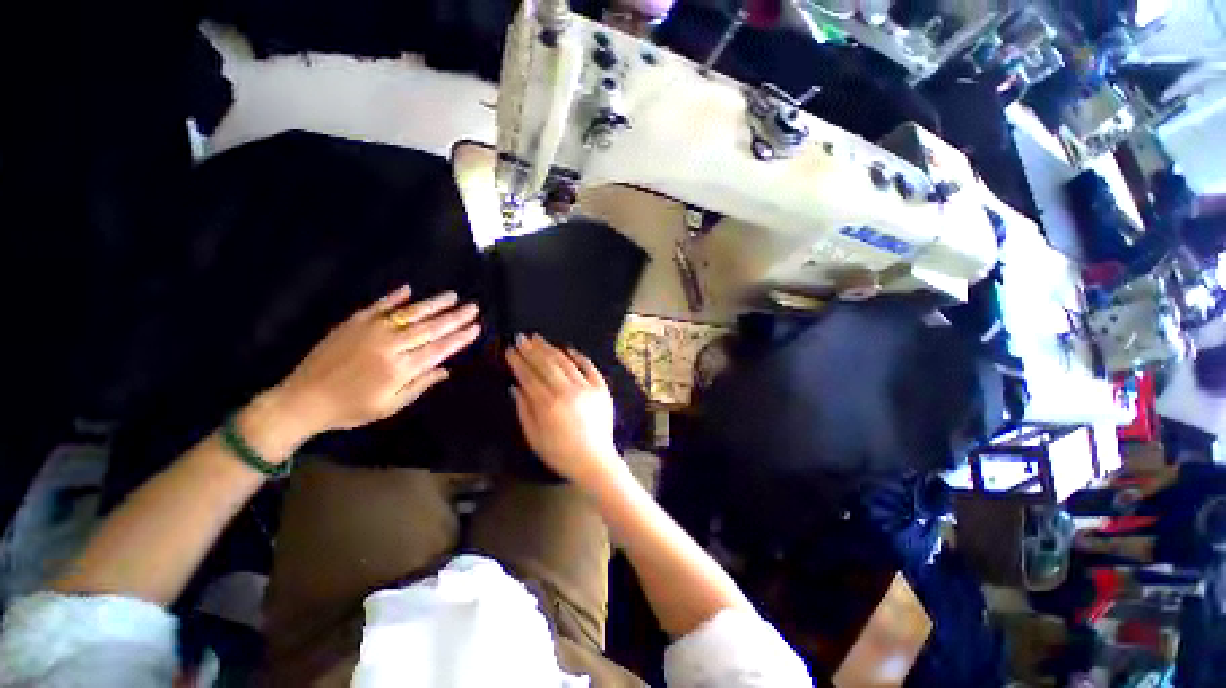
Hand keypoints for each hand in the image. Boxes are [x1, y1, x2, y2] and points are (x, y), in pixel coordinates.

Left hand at [273, 286, 479, 436]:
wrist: (302, 400)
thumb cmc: (351, 409)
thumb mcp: (390, 406)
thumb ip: (420, 386)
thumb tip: (446, 370)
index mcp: (400, 368)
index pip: (439, 349)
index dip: (459, 338)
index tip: (476, 328)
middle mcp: (389, 345)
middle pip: (430, 328)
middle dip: (454, 318)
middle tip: (473, 307)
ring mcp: (370, 331)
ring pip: (410, 314)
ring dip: (434, 304)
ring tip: (452, 296)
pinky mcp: (353, 323)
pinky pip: (378, 306)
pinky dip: (394, 297)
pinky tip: (409, 289)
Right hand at [506, 334, 623, 486]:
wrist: (594, 461)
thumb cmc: (560, 453)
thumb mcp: (534, 437)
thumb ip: (524, 410)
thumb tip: (515, 386)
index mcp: (549, 404)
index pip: (529, 376)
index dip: (518, 362)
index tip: (510, 350)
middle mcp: (568, 391)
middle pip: (546, 364)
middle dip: (532, 350)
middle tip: (522, 337)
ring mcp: (587, 388)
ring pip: (566, 362)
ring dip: (551, 349)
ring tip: (539, 339)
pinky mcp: (602, 389)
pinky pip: (590, 367)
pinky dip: (579, 356)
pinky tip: (569, 349)